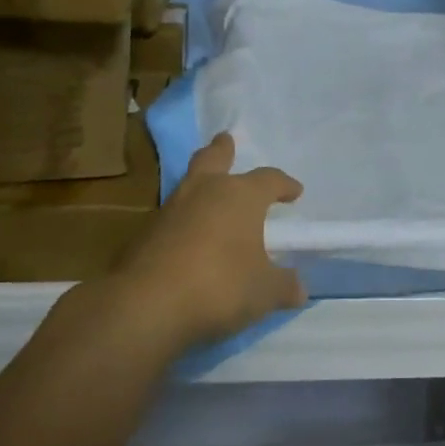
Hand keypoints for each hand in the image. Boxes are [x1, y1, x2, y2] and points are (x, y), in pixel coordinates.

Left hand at [115, 133, 305, 349]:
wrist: (147, 304)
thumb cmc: (220, 286)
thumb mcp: (264, 292)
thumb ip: (283, 286)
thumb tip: (299, 289)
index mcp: (241, 196)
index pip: (269, 179)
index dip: (284, 185)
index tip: (295, 192)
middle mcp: (205, 191)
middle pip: (213, 158)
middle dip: (222, 150)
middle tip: (225, 141)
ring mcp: (171, 209)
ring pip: (188, 184)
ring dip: (200, 184)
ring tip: (208, 194)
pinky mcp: (145, 233)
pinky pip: (171, 216)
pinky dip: (183, 220)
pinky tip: (187, 238)